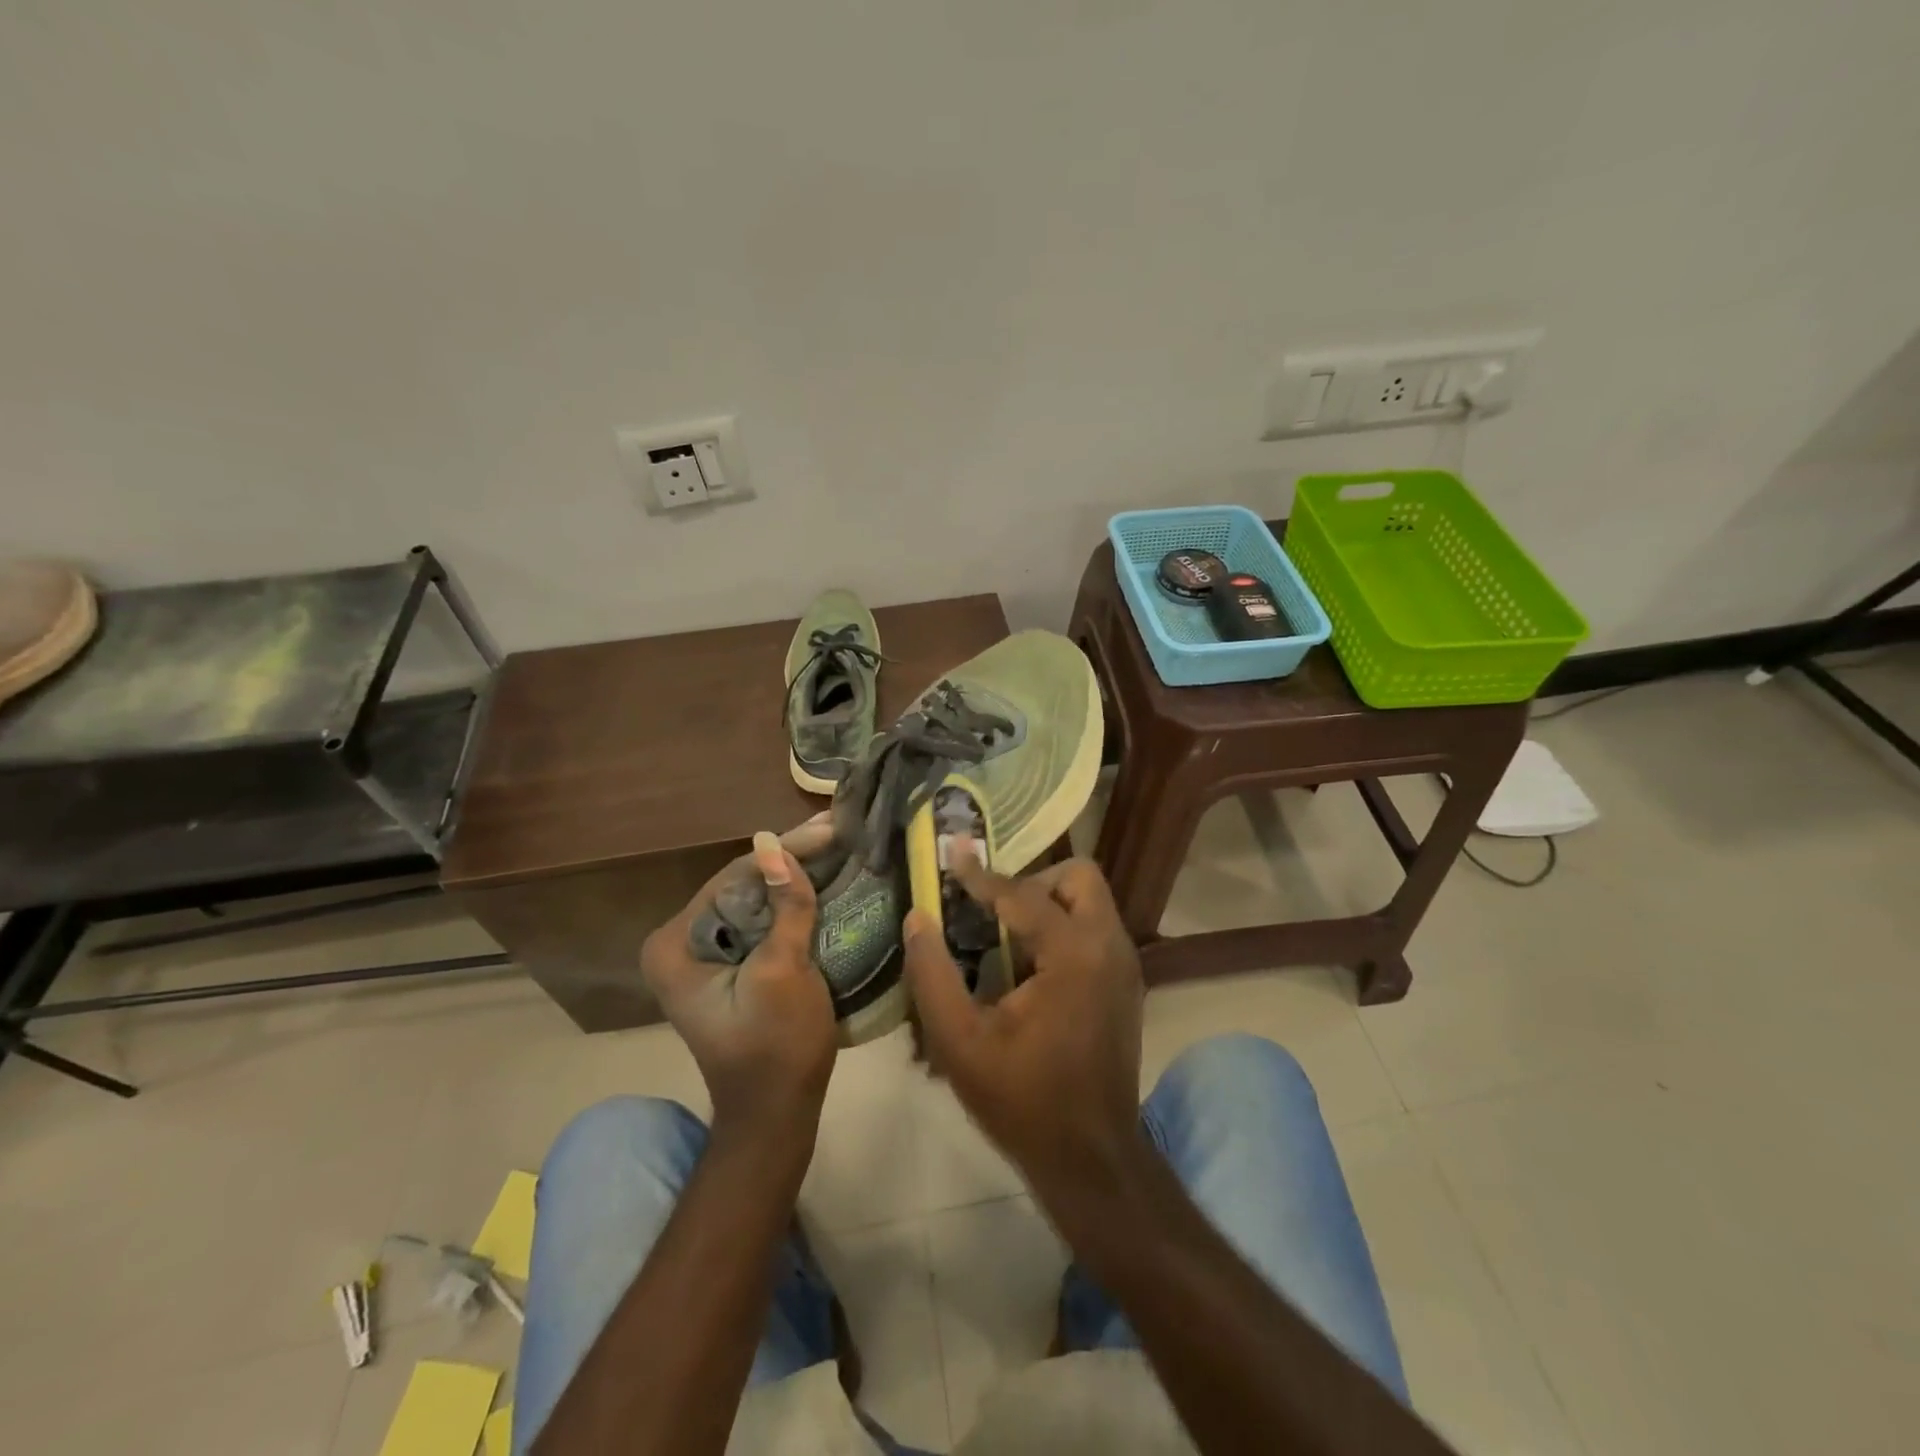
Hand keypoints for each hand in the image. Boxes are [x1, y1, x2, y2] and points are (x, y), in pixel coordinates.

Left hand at [640, 818, 838, 1141]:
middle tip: (839, 832)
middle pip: (743, 886)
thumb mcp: (783, 971)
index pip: (732, 878)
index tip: (829, 830)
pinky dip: (793, 904)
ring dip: (796, 878)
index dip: (783, 851)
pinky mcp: (730, 965)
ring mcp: (704, 955)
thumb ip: (784, 906)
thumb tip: (773, 841)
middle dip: (791, 861)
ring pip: (755, 901)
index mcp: (674, 945)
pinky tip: (826, 881)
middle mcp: (680, 943)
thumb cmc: (777, 1046)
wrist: (777, 1113)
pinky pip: (761, 921)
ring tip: (840, 847)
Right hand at [904, 851, 1144, 1193]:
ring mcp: (1125, 965)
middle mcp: (1110, 946)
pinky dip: (1063, 928)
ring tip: (1004, 934)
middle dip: (1033, 881)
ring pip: (1091, 901)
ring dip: (1049, 903)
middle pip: (1079, 878)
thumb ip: (933, 974)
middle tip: (991, 908)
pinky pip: (1095, 929)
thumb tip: (918, 918)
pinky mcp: (1127, 984)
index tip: (952, 853)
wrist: (1092, 1160)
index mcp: (1074, 954)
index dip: (981, 875)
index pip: (1023, 894)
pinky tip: (1028, 966)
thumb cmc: (1023, 1101)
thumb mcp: (961, 1042)